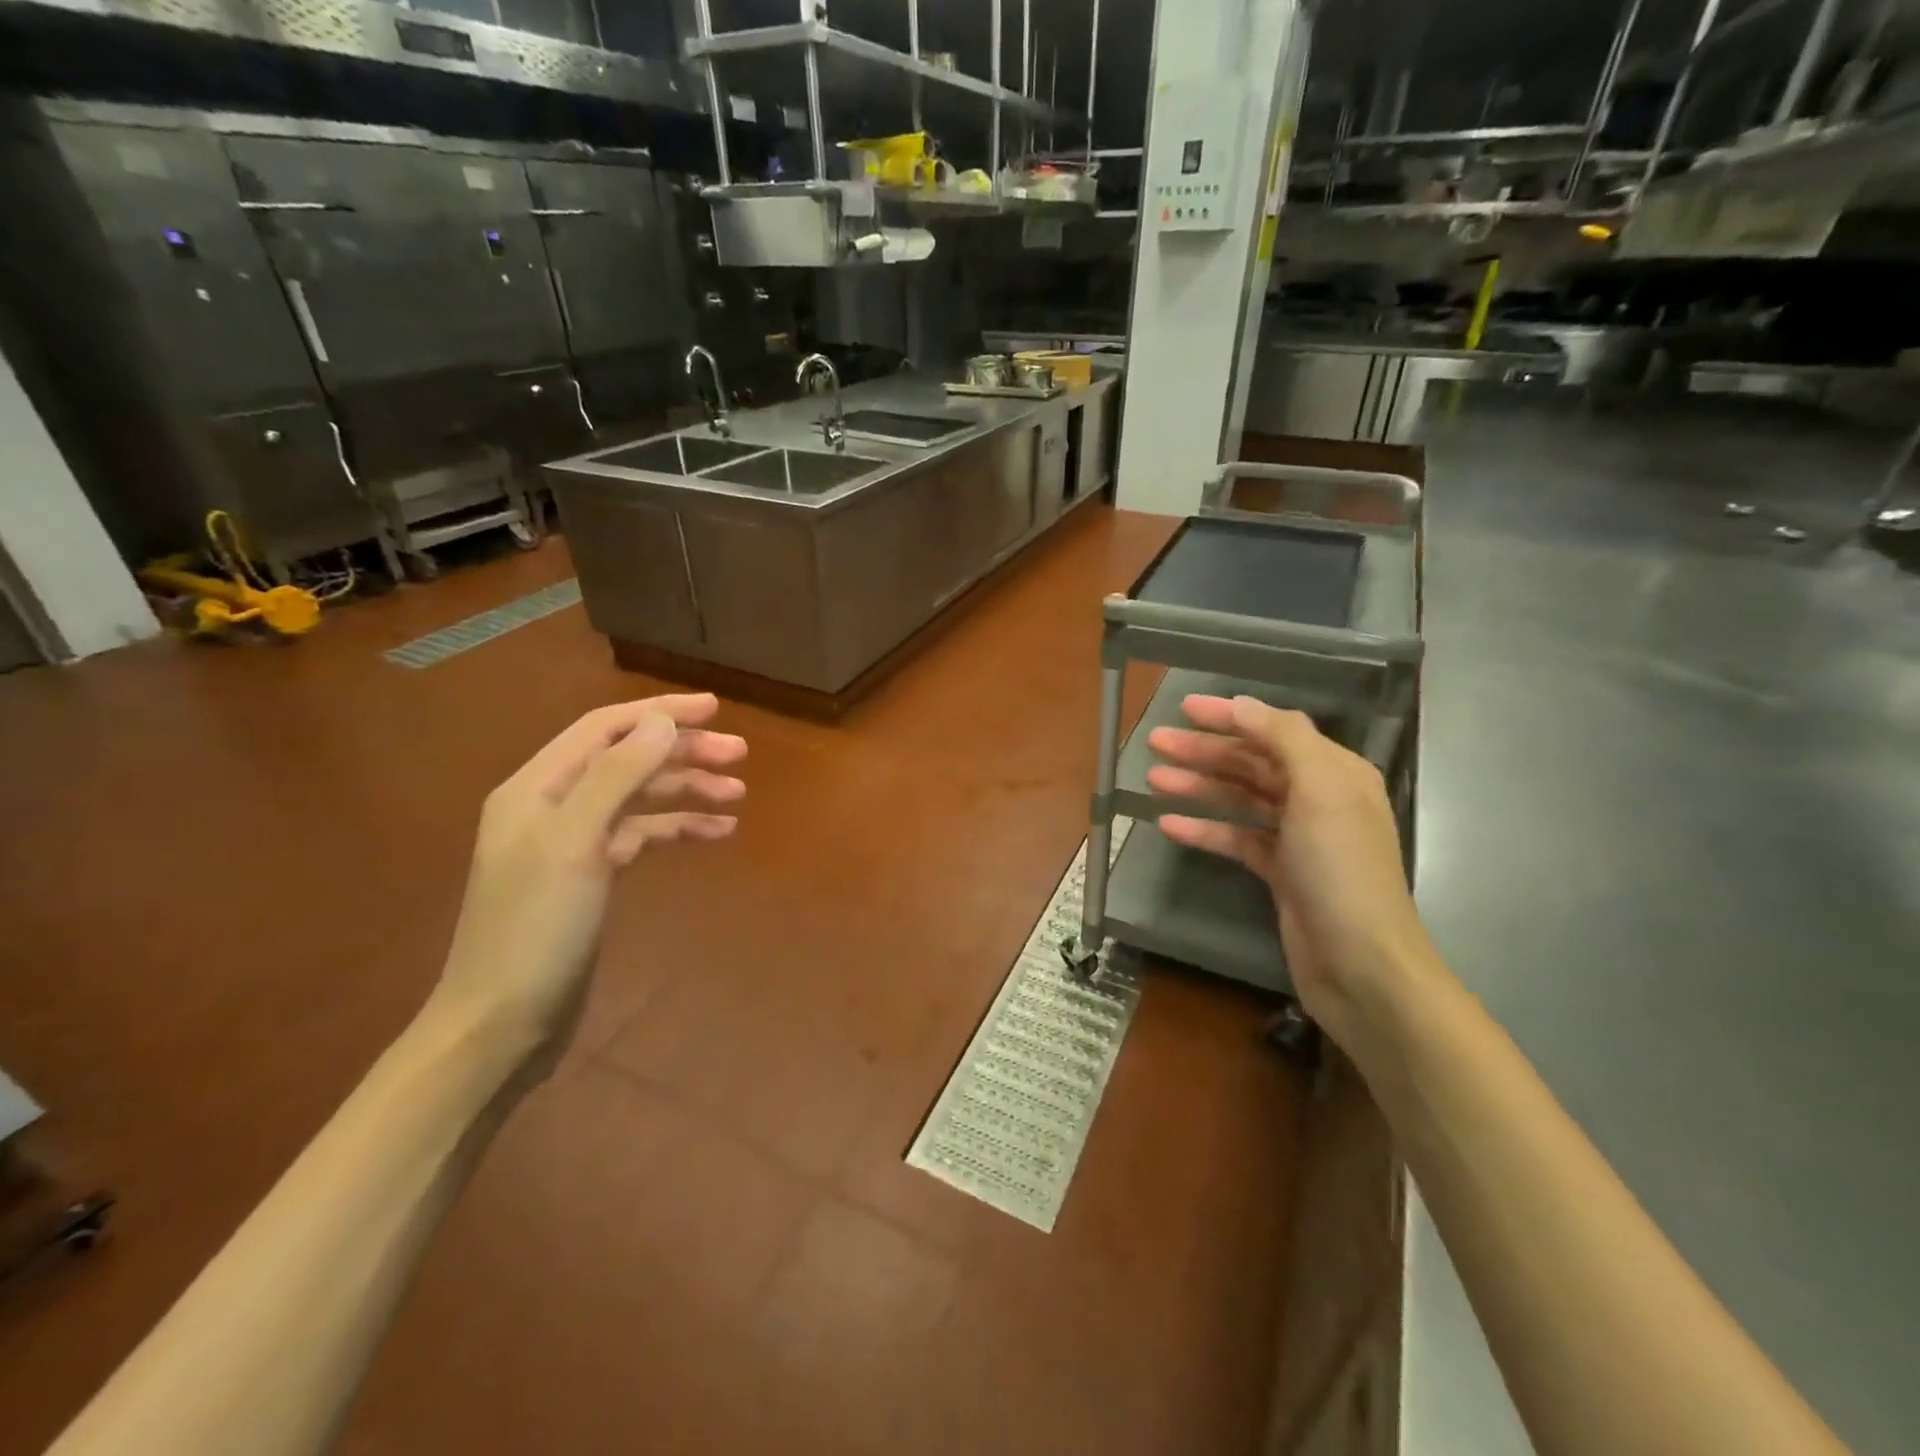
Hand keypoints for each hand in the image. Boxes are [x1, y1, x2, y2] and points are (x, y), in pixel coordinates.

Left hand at [430, 694, 745, 1065]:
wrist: (502, 1023)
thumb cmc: (535, 928)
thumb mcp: (576, 843)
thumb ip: (617, 775)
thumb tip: (662, 721)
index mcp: (538, 787)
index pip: (605, 728)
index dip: (660, 712)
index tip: (716, 709)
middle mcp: (554, 806)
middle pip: (628, 760)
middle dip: (683, 752)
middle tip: (740, 754)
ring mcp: (573, 843)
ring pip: (640, 798)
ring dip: (687, 790)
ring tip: (738, 792)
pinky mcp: (592, 877)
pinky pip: (643, 836)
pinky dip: (678, 830)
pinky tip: (718, 834)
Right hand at [1146, 695, 1432, 1048]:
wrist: (1359, 962)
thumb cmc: (1340, 866)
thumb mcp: (1320, 789)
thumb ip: (1283, 738)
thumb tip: (1243, 704)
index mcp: (1334, 772)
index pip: (1274, 731)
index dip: (1229, 717)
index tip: (1183, 708)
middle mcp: (1317, 798)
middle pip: (1252, 763)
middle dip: (1204, 751)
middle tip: (1156, 743)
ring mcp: (1297, 838)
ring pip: (1240, 800)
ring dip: (1198, 786)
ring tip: (1153, 779)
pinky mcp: (1279, 872)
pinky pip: (1235, 839)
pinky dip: (1204, 829)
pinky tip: (1168, 824)